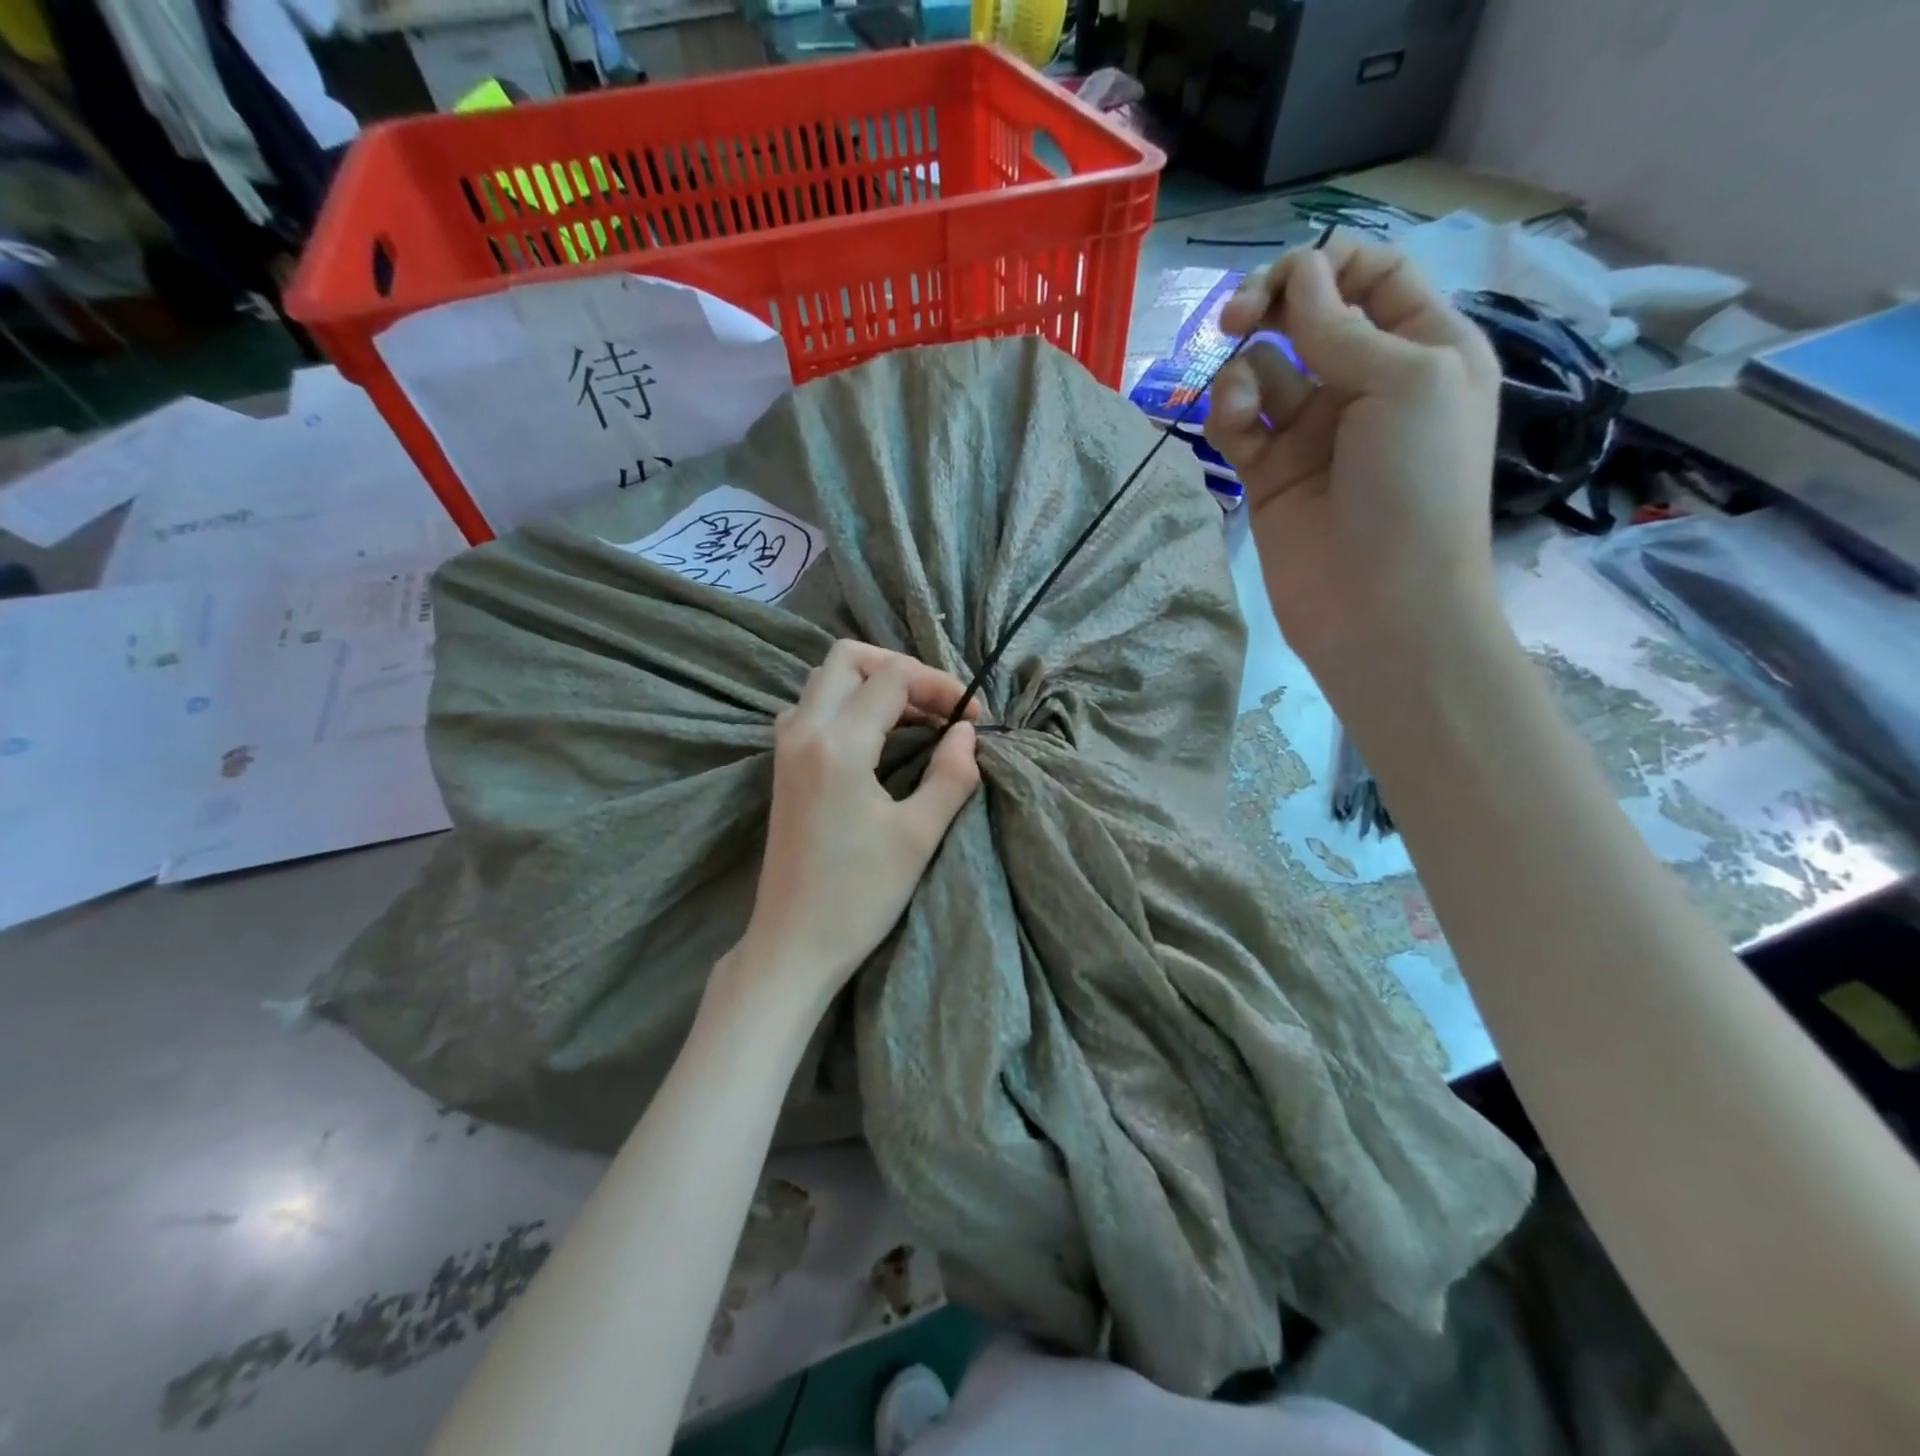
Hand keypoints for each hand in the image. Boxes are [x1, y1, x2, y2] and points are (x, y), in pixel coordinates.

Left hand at [731, 641, 980, 1005]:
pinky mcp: (782, 766)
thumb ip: (951, 776)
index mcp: (837, 744)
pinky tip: (875, 737)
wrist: (793, 943)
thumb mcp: (918, 836)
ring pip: (826, 679)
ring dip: (873, 684)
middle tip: (939, 705)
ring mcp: (786, 747)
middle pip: (849, 659)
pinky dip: (848, 703)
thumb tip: (966, 733)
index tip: (972, 719)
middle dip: (900, 669)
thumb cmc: (858, 896)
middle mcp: (803, 731)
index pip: (893, 678)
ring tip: (915, 719)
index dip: (939, 687)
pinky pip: (812, 707)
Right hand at [1203, 236, 1503, 676]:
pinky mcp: (1268, 472)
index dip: (1327, 265)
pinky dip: (1228, 415)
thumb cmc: (1416, 487)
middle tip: (1234, 318)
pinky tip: (1232, 428)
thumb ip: (1343, 326)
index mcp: (1424, 348)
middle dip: (1269, 305)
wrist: (1380, 604)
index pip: (1372, 275)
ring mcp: (1312, 431)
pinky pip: (1238, 422)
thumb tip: (1299, 277)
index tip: (1288, 281)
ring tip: (1241, 406)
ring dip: (1243, 370)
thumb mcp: (1407, 381)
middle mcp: (1365, 381)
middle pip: (1306, 315)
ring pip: (1261, 368)